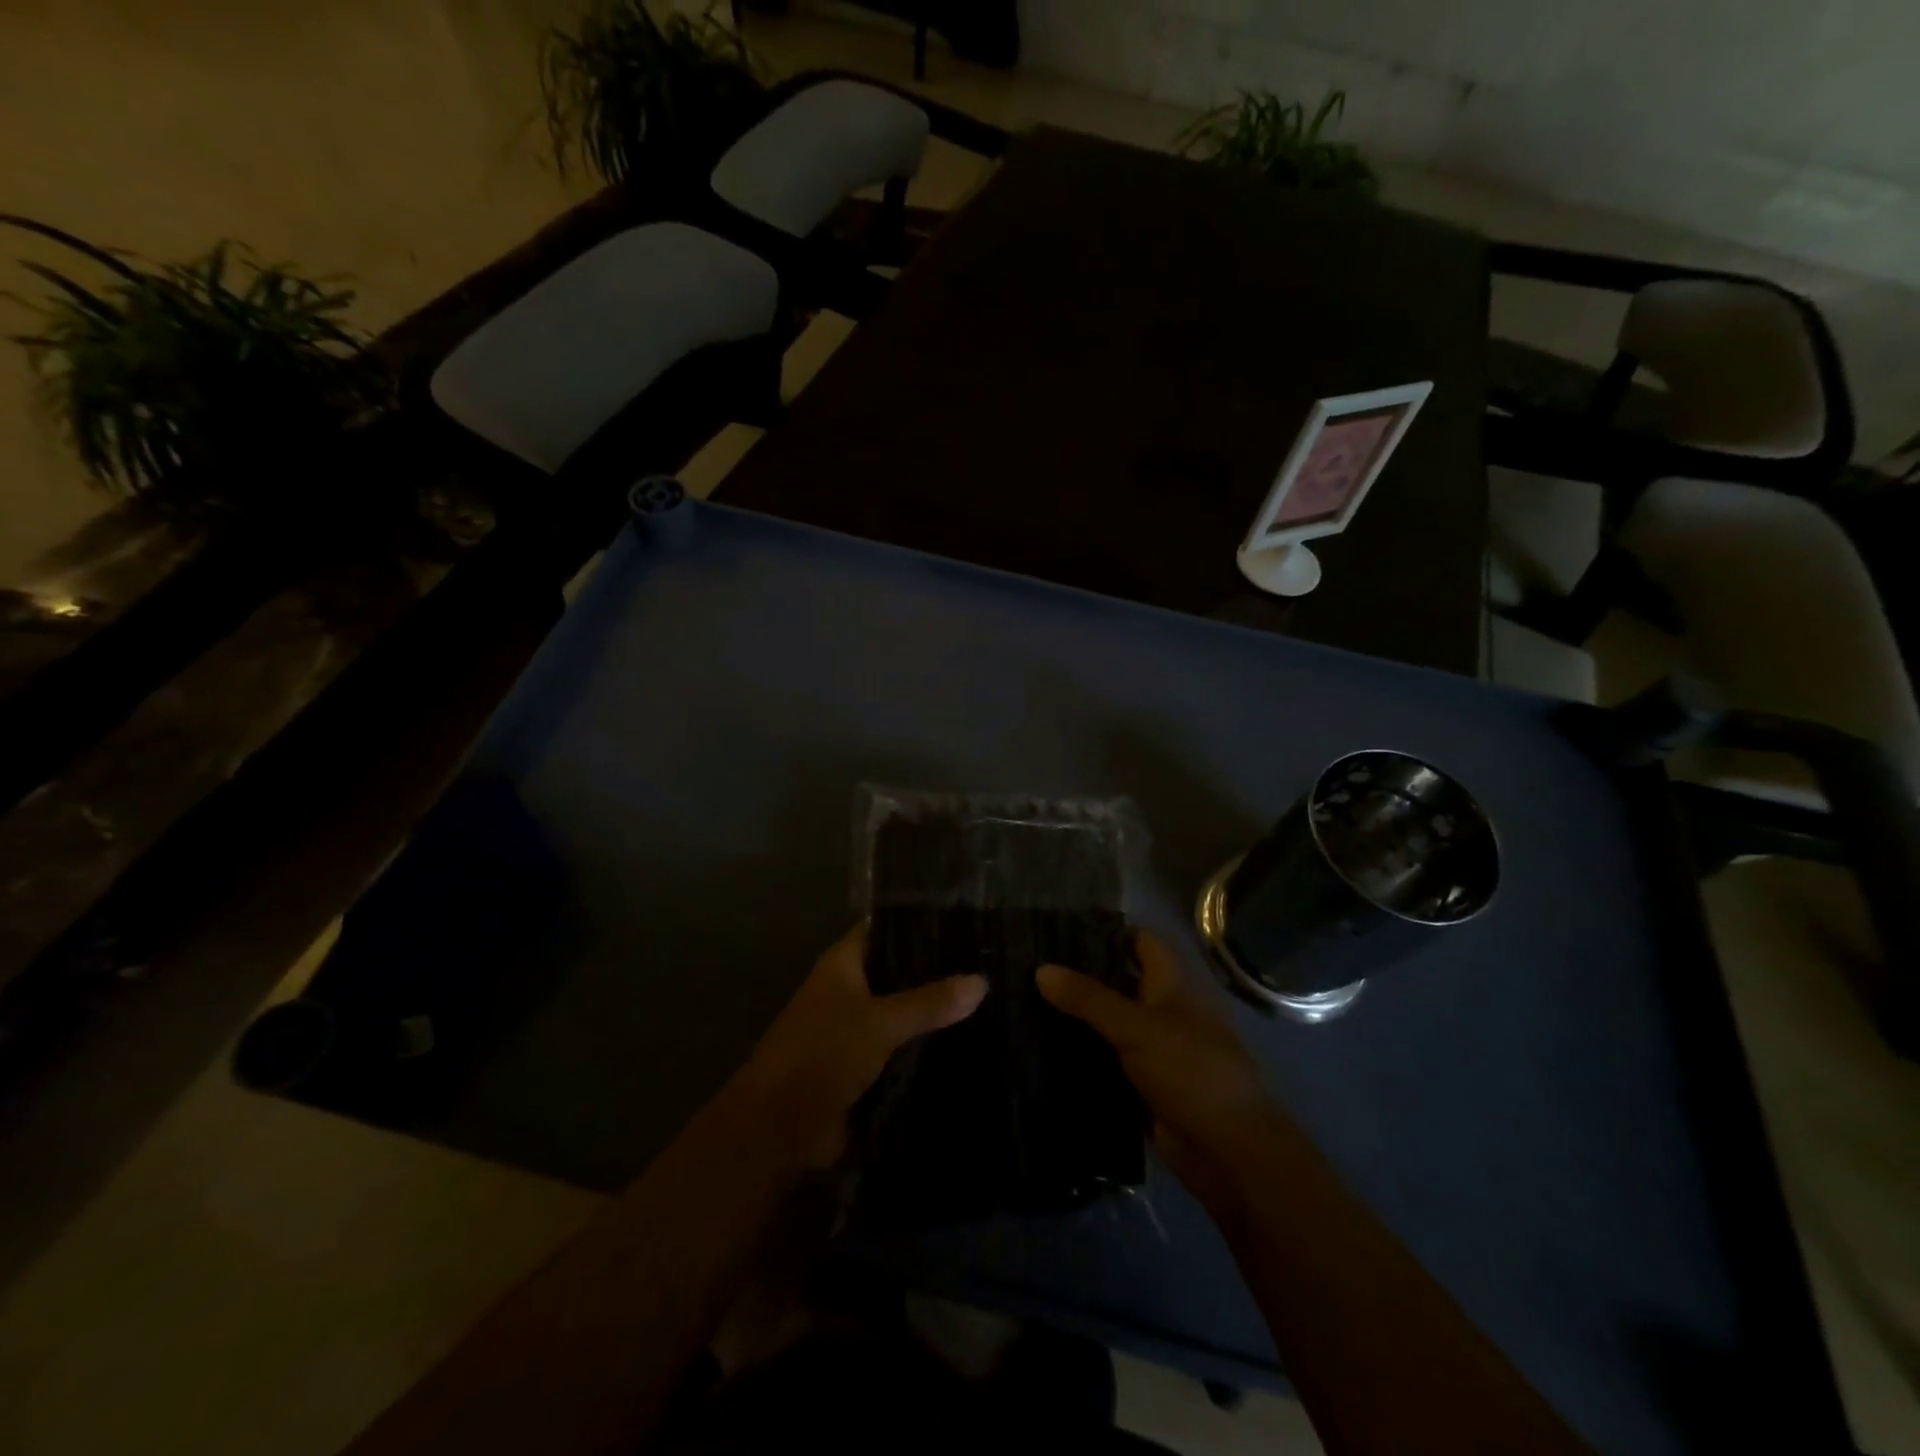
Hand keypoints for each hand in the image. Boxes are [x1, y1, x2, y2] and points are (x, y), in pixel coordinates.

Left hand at [735, 923, 986, 1167]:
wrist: (780, 1129)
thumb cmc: (822, 1055)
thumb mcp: (879, 1022)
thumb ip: (929, 1002)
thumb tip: (982, 980)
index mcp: (844, 964)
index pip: (886, 928)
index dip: (920, 922)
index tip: (966, 921)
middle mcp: (850, 989)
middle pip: (900, 971)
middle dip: (938, 971)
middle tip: (990, 962)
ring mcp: (858, 1028)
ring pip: (905, 1011)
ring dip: (936, 1011)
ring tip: (992, 998)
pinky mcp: (866, 1065)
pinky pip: (904, 1046)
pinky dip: (928, 1045)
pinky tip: (971, 1041)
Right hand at [1038, 931, 1281, 1211]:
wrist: (1227, 1149)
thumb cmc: (1190, 1070)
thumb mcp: (1136, 1027)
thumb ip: (1088, 998)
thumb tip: (1041, 969)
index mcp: (1173, 985)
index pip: (1141, 942)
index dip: (1107, 931)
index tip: (1061, 928)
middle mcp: (1165, 1010)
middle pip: (1121, 981)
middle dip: (1083, 975)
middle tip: (1032, 965)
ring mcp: (1155, 1049)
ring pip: (1111, 1022)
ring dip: (1079, 1017)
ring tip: (1027, 1001)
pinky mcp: (1145, 1085)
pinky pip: (1109, 1060)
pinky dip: (1084, 1054)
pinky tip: (1045, 1048)